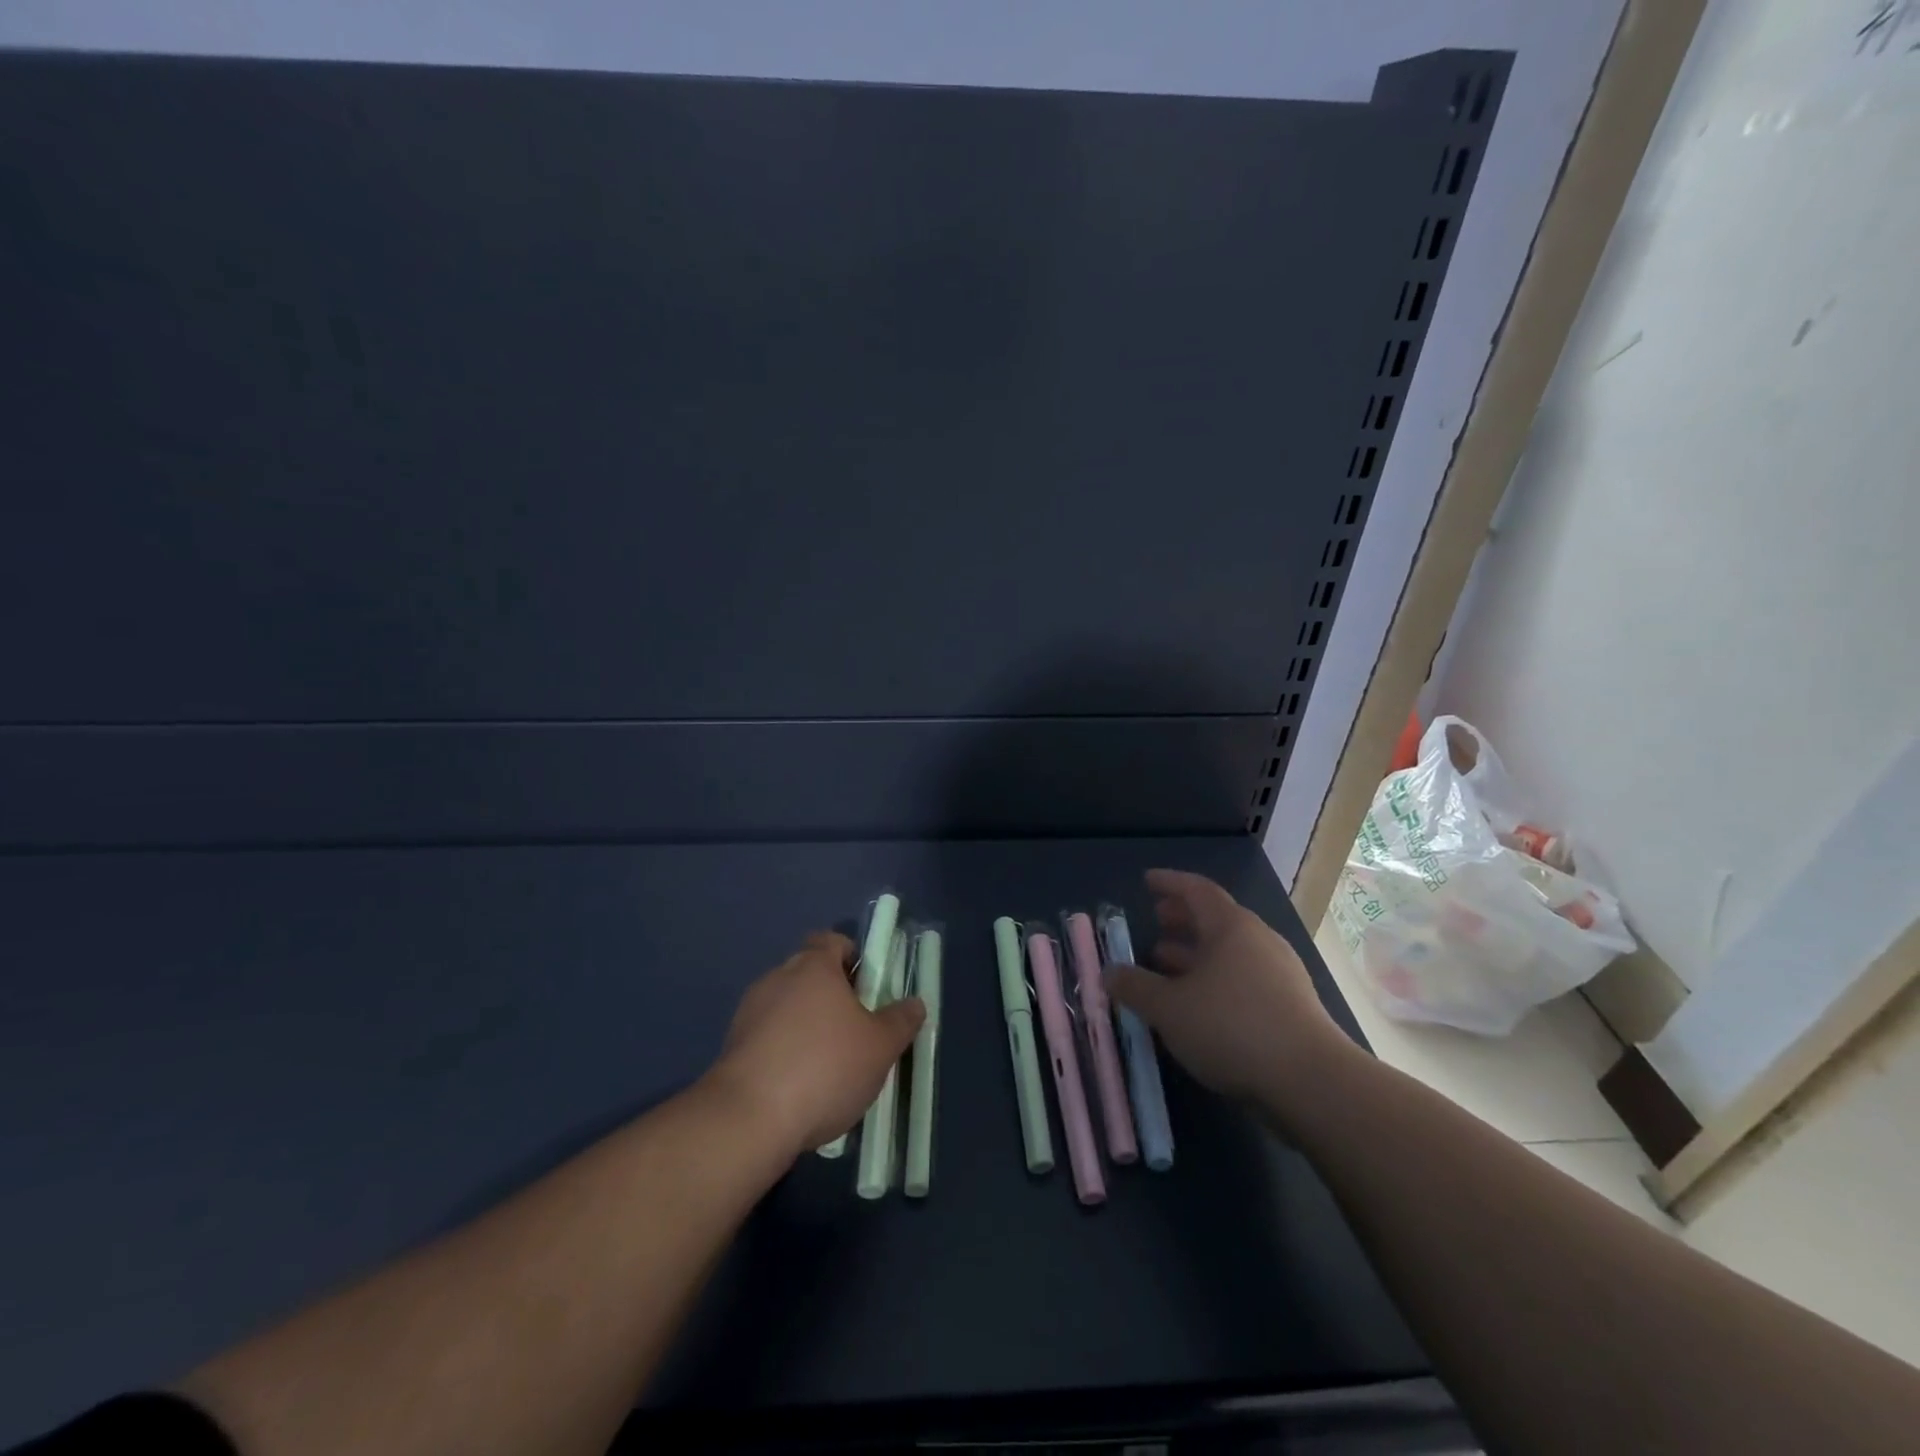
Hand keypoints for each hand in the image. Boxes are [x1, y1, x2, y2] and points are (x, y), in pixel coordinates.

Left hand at [706, 930, 924, 1161]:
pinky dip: (784, 1052)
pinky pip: (768, 1038)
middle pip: (809, 974)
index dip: (851, 957)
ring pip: (787, 1007)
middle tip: (856, 1030)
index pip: (831, 941)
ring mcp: (749, 1012)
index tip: (868, 987)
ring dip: (806, 1026)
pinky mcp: (732, 1047)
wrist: (748, 1119)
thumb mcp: (880, 1047)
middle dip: (832, 996)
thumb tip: (914, 1003)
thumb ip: (900, 1021)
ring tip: (827, 1066)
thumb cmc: (824, 1067)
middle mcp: (778, 978)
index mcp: (814, 966)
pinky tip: (799, 1087)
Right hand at [1105, 869, 1352, 1124]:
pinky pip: (1243, 979)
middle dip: (1182, 919)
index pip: (1197, 890)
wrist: (1312, 1082)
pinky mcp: (1291, 1007)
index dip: (1169, 883)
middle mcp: (1258, 941)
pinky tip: (1197, 1005)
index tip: (1147, 881)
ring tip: (1166, 965)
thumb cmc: (1232, 1027)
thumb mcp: (1169, 1008)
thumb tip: (1109, 973)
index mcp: (1231, 927)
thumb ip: (1135, 987)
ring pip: (1229, 953)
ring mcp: (1279, 974)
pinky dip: (1215, 981)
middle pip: (1216, 919)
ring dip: (1196, 954)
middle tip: (1156, 921)